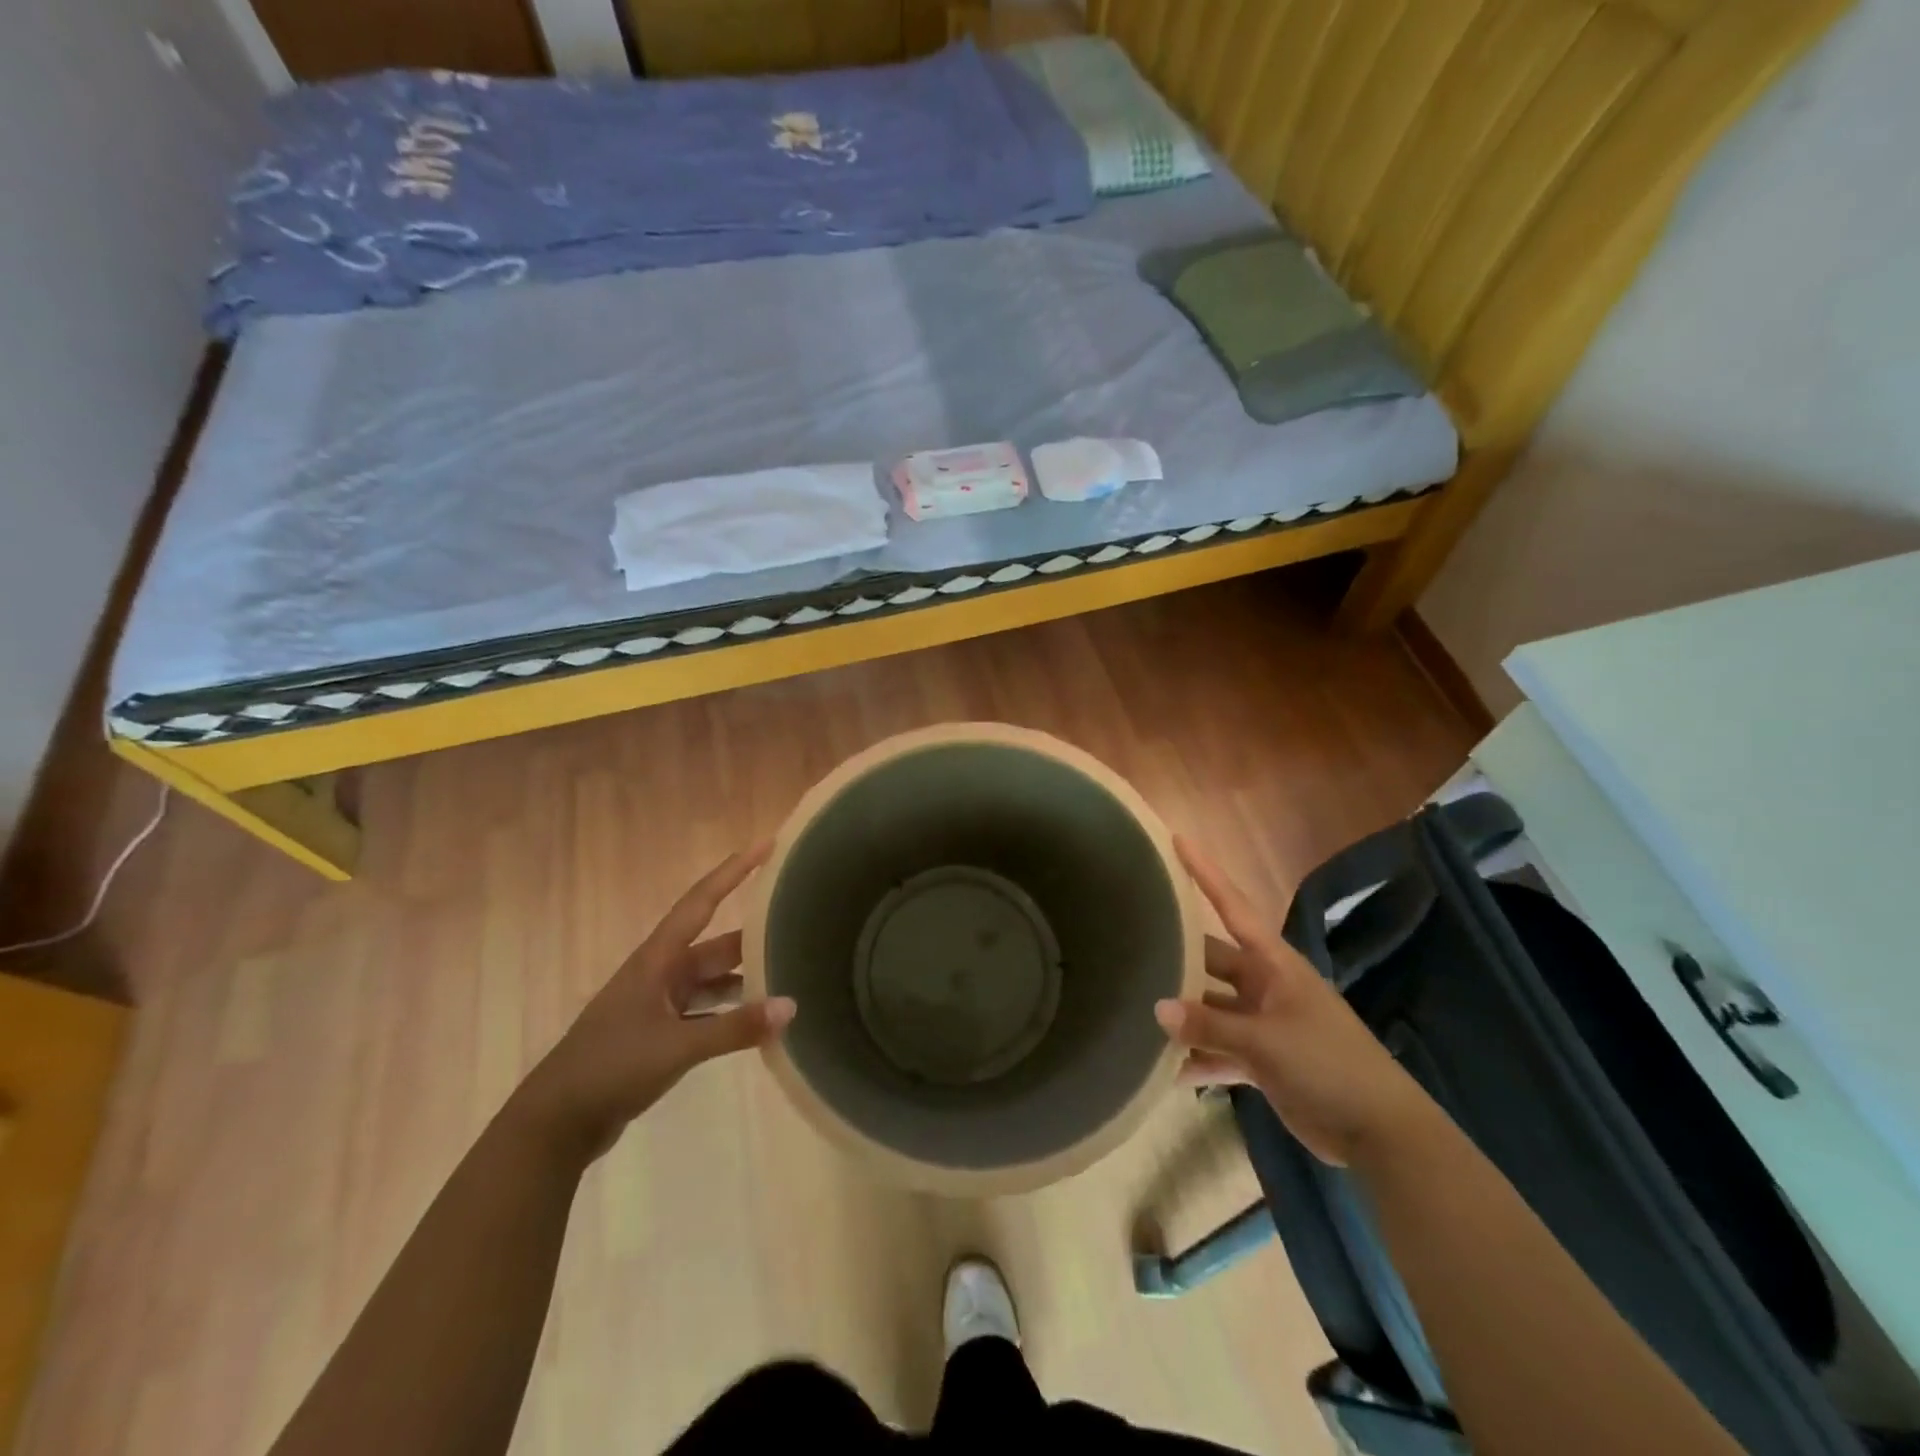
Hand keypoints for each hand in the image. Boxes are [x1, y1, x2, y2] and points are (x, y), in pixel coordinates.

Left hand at [515, 845, 794, 1160]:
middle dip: (752, 935)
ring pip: (711, 979)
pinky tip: (758, 1020)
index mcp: (657, 960)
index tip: (765, 844)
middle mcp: (660, 973)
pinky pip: (706, 1011)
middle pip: (714, 943)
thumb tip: (791, 1006)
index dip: (733, 871)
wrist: (557, 1123)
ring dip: (743, 977)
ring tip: (787, 975)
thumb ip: (735, 1028)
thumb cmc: (611, 1067)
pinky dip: (731, 1012)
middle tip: (795, 922)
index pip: (701, 901)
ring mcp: (658, 1004)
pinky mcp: (659, 1033)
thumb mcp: (677, 1047)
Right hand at [1156, 838, 1435, 1167]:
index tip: (1177, 840)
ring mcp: (1264, 1023)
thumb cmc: (1328, 1065)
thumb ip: (1210, 1025)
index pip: (1232, 906)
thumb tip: (1157, 1008)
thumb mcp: (1266, 1042)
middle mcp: (1265, 985)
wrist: (1381, 1132)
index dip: (1205, 873)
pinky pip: (1221, 1050)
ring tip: (1136, 1012)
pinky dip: (1198, 1058)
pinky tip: (1164, 1070)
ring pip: (1212, 1008)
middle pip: (1211, 961)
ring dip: (1184, 1015)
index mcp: (1274, 964)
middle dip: (1177, 957)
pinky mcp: (1264, 1060)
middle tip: (1130, 944)